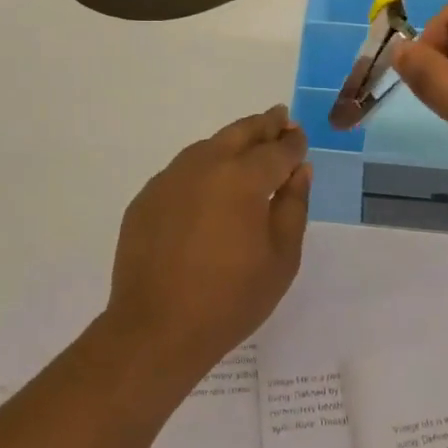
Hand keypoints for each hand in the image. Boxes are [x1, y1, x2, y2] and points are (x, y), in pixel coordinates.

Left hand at [103, 105, 311, 385]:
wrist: (157, 329)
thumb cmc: (231, 299)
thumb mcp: (281, 257)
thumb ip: (294, 206)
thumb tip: (299, 170)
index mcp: (243, 178)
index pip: (277, 149)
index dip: (293, 143)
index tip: (301, 138)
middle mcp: (204, 166)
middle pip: (240, 133)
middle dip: (264, 125)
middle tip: (279, 118)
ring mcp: (169, 179)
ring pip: (208, 146)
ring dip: (232, 142)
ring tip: (248, 147)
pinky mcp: (146, 198)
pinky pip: (182, 170)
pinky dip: (203, 167)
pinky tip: (210, 184)